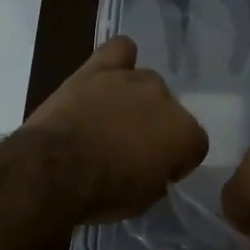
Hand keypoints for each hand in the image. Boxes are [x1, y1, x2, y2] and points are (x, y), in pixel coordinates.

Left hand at [24, 37, 209, 222]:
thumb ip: (158, 177)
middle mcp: (166, 99)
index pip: (194, 146)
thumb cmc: (102, 193)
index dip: (175, 162)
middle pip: (169, 111)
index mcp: (185, 134)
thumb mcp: (143, 200)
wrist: (55, 168)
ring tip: (110, 119)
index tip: (156, 173)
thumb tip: (153, 168)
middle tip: (128, 149)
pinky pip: (120, 49)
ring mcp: (133, 79)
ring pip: (146, 83)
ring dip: (134, 100)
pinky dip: (120, 60)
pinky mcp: (100, 67)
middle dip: (154, 128)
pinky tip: (110, 74)